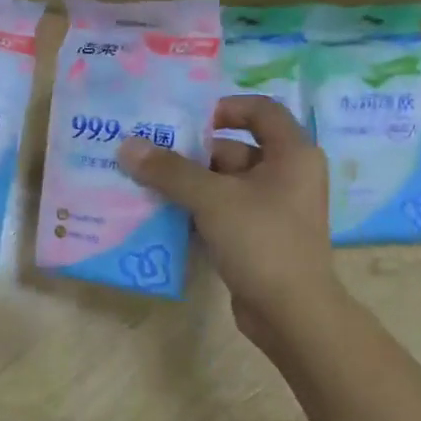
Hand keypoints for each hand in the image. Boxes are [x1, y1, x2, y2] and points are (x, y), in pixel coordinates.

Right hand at [117, 95, 338, 349]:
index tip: (185, 118)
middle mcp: (287, 176)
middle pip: (233, 149)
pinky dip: (195, 211)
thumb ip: (170, 171)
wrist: (291, 312)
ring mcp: (273, 209)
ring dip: (187, 185)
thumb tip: (128, 145)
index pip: (260, 110)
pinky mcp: (258, 237)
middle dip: (191, 153)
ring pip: (224, 184)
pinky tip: (161, 215)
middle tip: (148, 155)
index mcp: (292, 154)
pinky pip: (222, 212)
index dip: (224, 108)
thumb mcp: (212, 199)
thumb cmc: (261, 241)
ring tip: (144, 183)